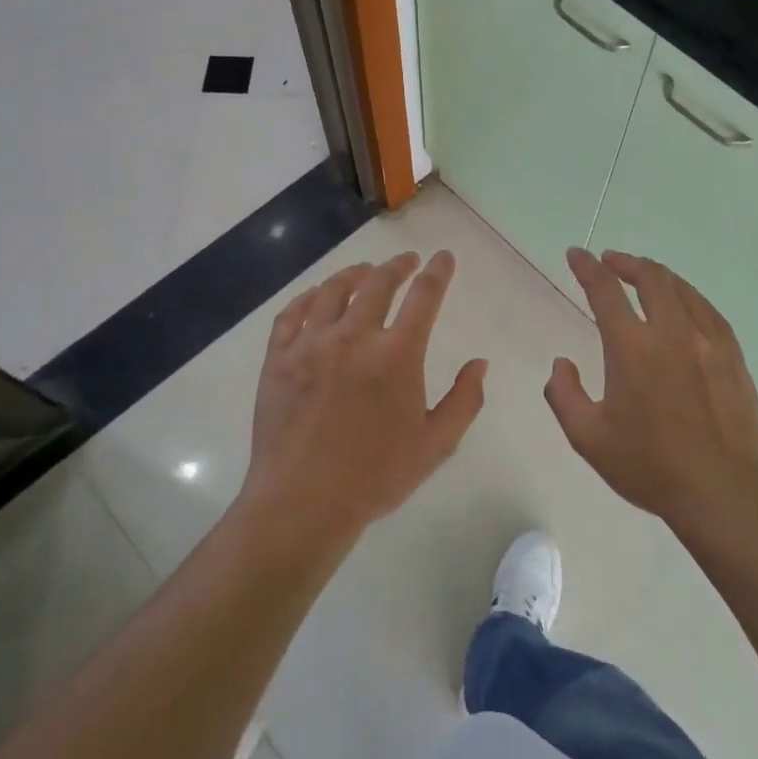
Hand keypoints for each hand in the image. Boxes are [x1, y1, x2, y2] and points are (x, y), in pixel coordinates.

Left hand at [239, 252, 487, 547]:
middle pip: (378, 283)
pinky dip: (308, 297)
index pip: (424, 296)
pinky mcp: (278, 358)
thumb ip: (464, 400)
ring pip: (333, 291)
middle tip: (407, 260)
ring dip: (354, 274)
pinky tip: (316, 296)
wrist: (303, 501)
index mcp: (397, 354)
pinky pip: (292, 314)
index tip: (443, 257)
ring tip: (365, 271)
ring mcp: (311, 344)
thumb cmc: (376, 476)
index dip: (437, 272)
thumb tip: (479, 364)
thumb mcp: (436, 444)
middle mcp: (354, 336)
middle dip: (398, 265)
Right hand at [546, 248, 757, 538]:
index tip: (577, 254)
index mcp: (632, 347)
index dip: (587, 268)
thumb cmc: (649, 466)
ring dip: (659, 276)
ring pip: (683, 290)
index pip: (605, 291)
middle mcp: (672, 333)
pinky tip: (686, 306)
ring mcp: (709, 342)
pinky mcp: (733, 358)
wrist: (722, 491)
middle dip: (627, 263)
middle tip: (612, 262)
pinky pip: (710, 312)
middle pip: (651, 278)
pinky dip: (690, 298)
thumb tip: (562, 364)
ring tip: (645, 277)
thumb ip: (564, 395)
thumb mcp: (588, 438)